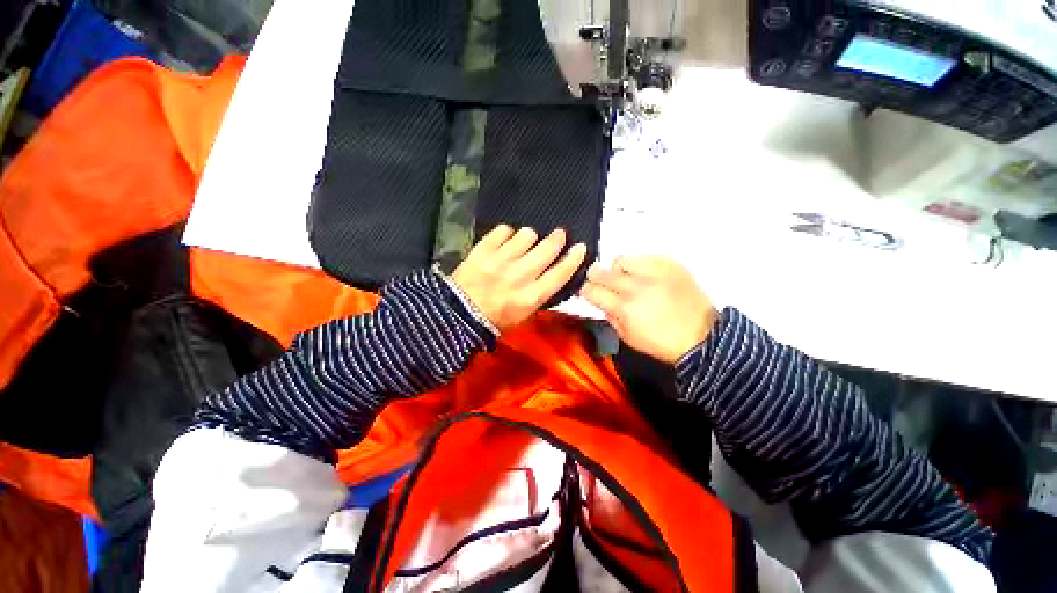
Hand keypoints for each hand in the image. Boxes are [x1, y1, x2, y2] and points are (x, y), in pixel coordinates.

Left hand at [451, 225, 587, 329]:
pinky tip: (505, 241)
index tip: (580, 247)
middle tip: (558, 235)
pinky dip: (507, 234)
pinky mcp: (483, 249)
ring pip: (527, 235)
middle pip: (547, 248)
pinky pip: (504, 230)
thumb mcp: (524, 315)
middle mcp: (520, 276)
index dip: (574, 258)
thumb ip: (541, 293)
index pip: (560, 273)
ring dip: (529, 238)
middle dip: (557, 239)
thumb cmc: (495, 319)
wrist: (458, 314)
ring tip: (524, 243)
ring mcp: (500, 260)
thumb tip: (553, 272)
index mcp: (531, 296)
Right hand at [580, 257, 717, 364]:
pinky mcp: (670, 264)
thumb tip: (601, 300)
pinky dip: (639, 266)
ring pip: (621, 260)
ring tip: (627, 279)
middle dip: (596, 277)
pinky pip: (643, 257)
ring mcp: (654, 272)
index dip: (585, 290)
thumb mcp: (627, 337)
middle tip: (602, 283)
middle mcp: (636, 287)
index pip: (591, 290)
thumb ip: (609, 315)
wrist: (702, 337)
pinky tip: (646, 277)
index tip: (588, 292)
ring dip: (618, 270)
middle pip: (601, 272)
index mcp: (624, 308)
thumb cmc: (661, 343)